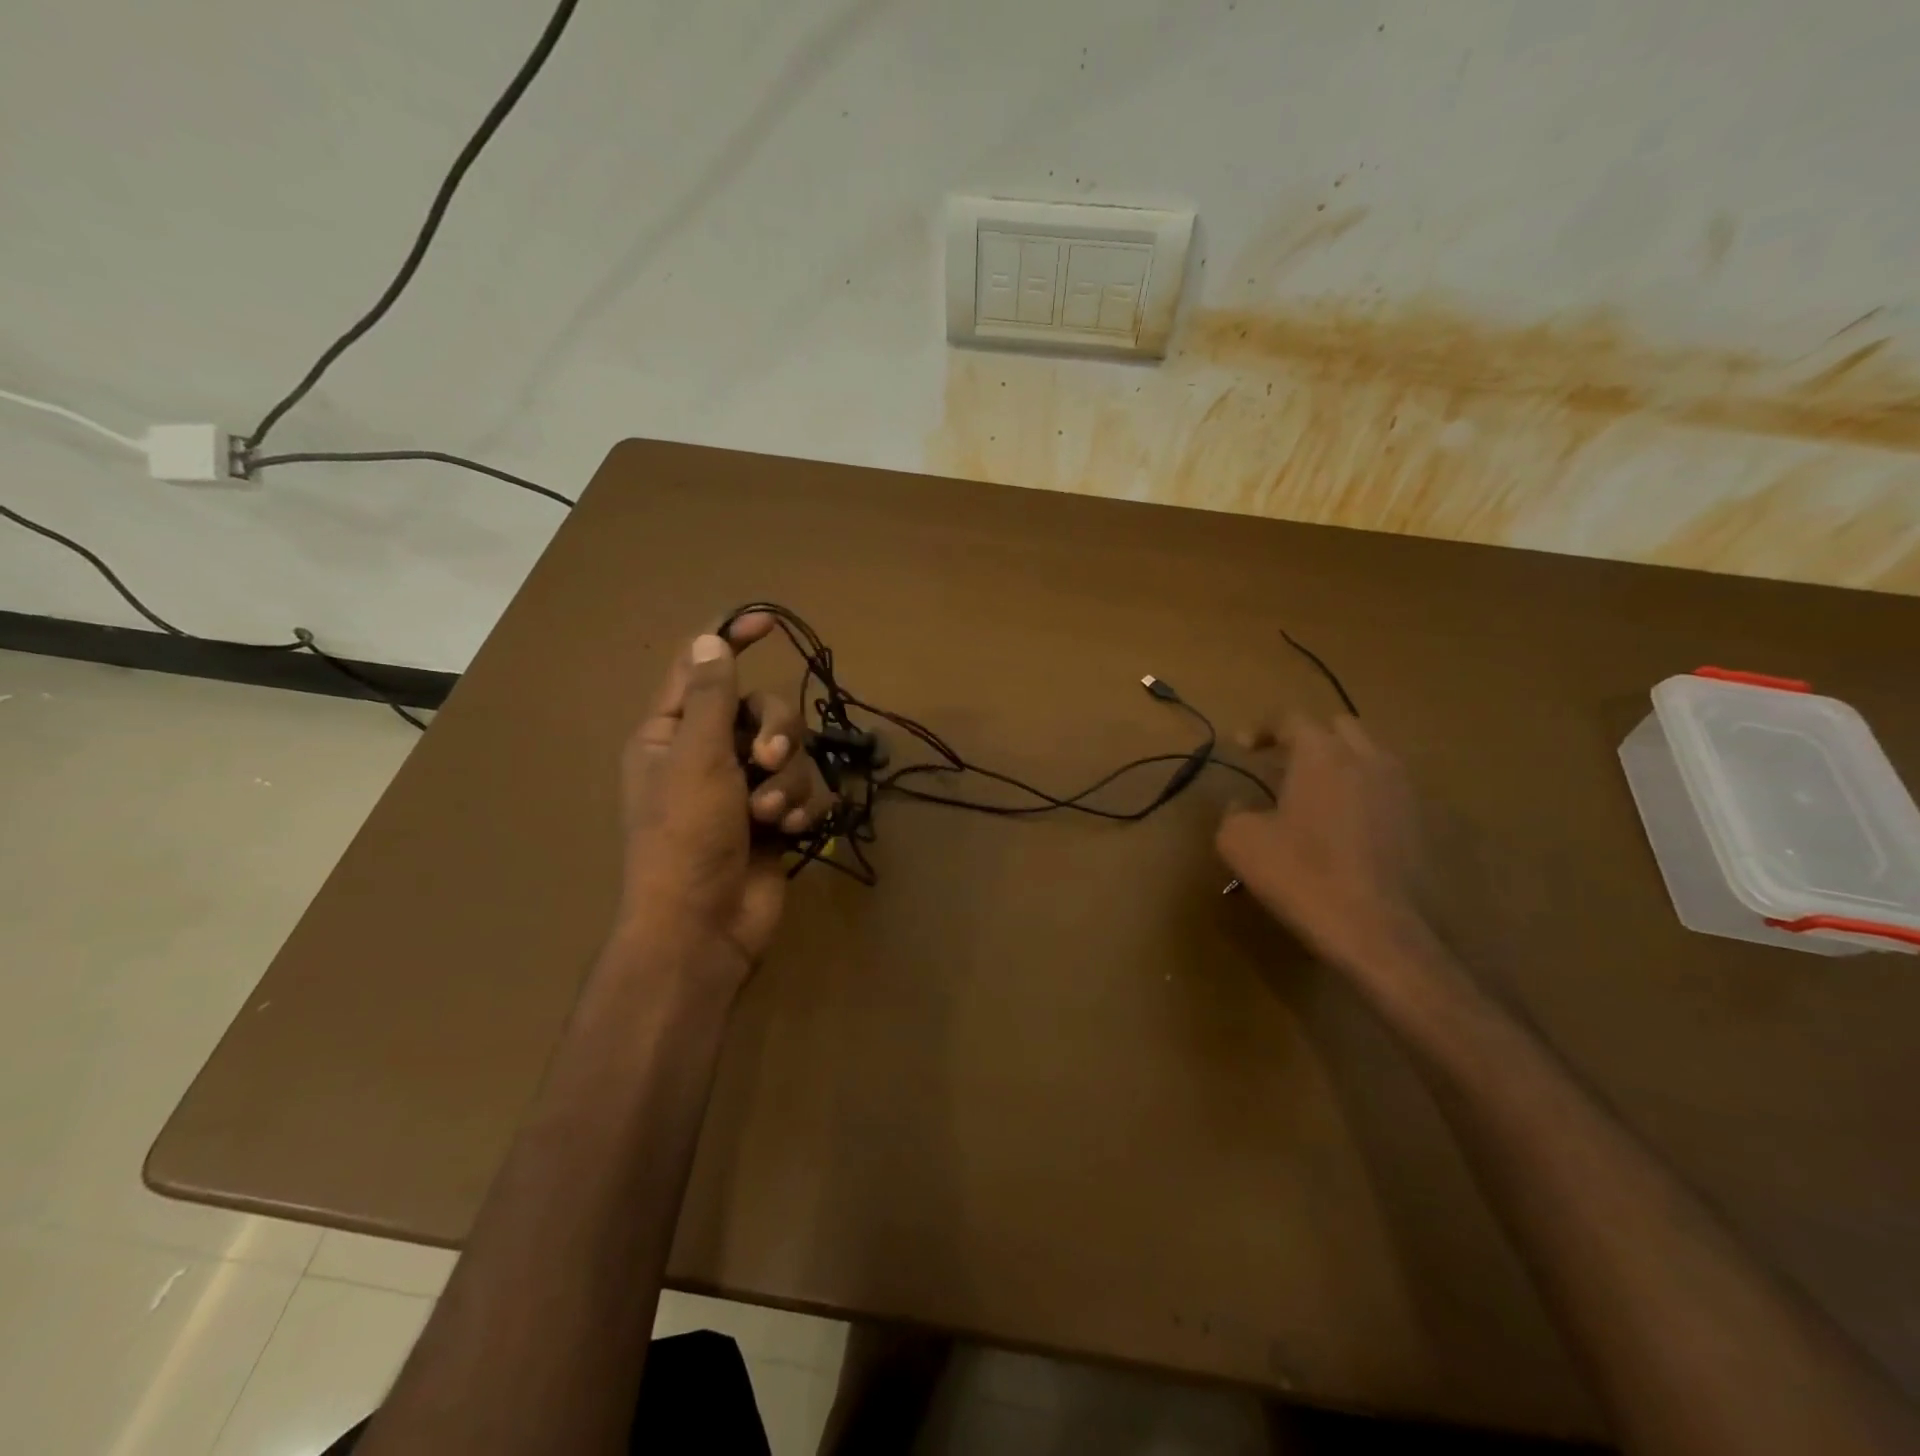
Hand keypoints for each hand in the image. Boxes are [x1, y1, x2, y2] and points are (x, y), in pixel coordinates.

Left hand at [615, 615, 835, 984]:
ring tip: (771, 815)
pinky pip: (805, 790)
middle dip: (777, 733)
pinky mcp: (775, 818)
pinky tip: (791, 831)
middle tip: (769, 761)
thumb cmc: (686, 837)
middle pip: (763, 710)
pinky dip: (801, 807)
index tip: (769, 622)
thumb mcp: (697, 759)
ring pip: (793, 753)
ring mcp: (744, 789)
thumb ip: (712, 698)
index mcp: (672, 735)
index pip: (701, 670)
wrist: (703, 926)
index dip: (730, 639)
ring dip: (789, 781)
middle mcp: (709, 755)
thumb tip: (709, 639)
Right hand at [1216, 715, 1434, 973]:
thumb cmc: (1301, 875)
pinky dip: (1363, 793)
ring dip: (1340, 763)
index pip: (1290, 718)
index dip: (1263, 728)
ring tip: (1317, 793)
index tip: (1244, 748)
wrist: (1376, 930)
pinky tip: (1345, 825)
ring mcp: (1401, 788)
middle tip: (1284, 765)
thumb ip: (1233, 812)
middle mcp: (1367, 758)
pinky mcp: (1420, 821)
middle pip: (1337, 726)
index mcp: (1321, 754)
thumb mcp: (1240, 841)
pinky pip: (1387, 789)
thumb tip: (1242, 806)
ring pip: (1369, 755)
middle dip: (1308, 738)